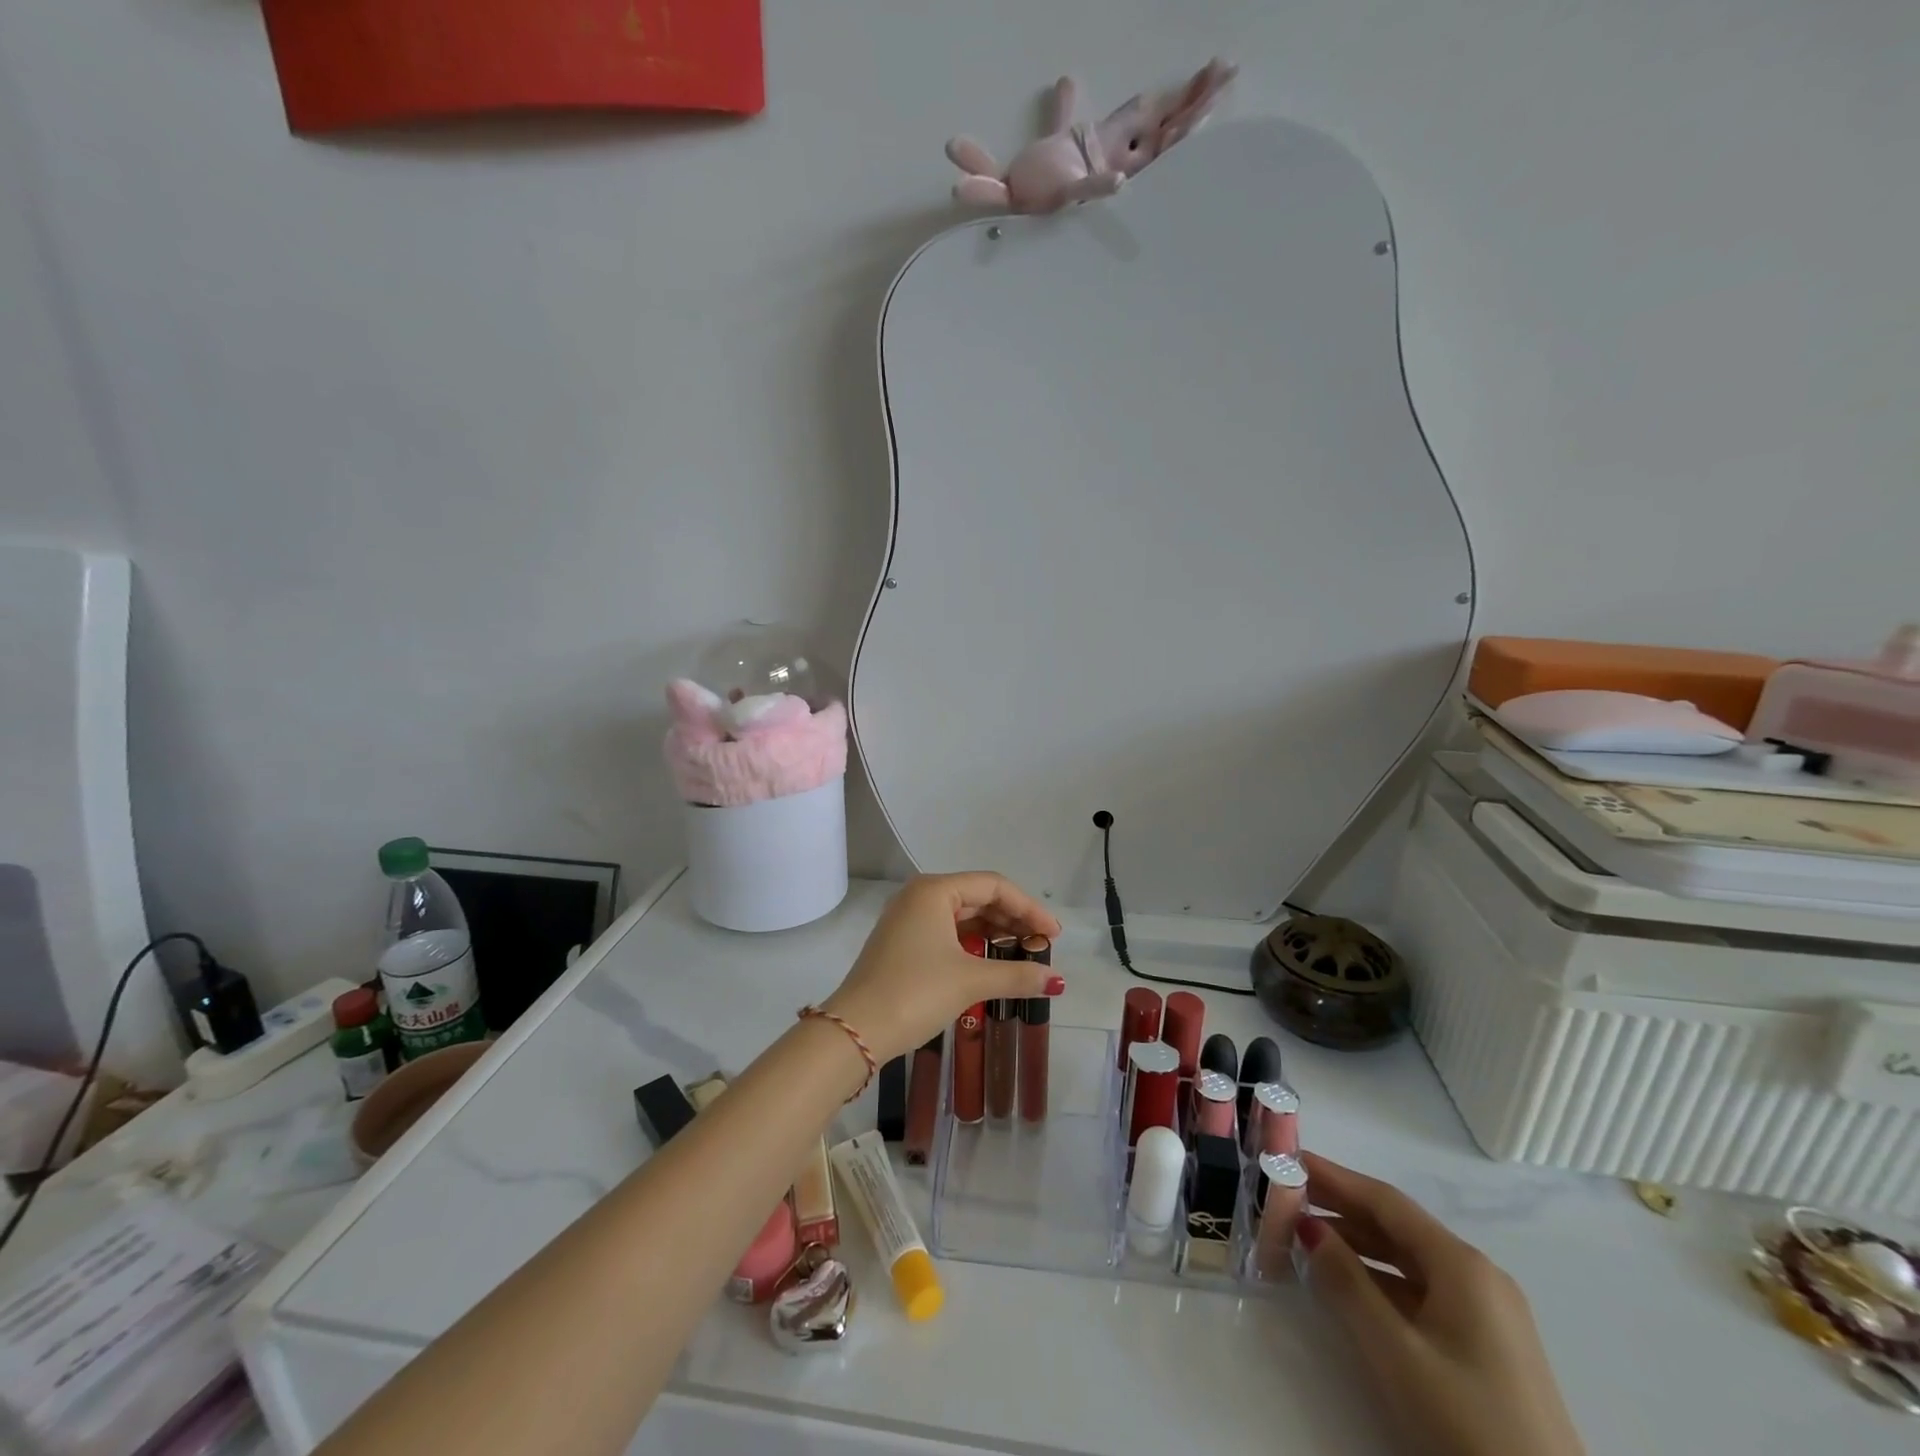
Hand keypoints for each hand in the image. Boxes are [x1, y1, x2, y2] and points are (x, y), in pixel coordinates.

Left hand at [822, 873, 1062, 1062]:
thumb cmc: (915, 992)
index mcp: (934, 890)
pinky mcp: (903, 943)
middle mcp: (920, 896)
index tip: (1054, 935)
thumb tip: (1055, 980)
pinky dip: (974, 945)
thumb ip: (1016, 975)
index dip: (1029, 908)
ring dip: (995, 934)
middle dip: (1014, 921)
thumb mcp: (970, 981)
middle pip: (979, 898)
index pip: (994, 887)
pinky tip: (993, 963)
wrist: (856, 1030)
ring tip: (1024, 956)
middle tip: (1044, 947)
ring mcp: (908, 920)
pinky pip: (948, 933)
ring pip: (963, 917)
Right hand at [1297, 1154, 1585, 1455]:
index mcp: (1462, 1265)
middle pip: (1397, 1226)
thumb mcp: (1396, 1353)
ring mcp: (1487, 1313)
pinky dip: (1380, 1280)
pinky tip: (1349, 1287)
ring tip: (1305, 1239)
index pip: (1386, 1202)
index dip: (1335, 1178)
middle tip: (1286, 1198)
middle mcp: (1478, 1276)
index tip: (1290, 1161)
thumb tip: (1309, 1227)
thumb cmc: (1469, 1425)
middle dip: (1341, 1209)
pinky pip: (1422, 1291)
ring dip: (1357, 1246)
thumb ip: (1347, 1283)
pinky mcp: (1487, 1347)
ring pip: (1408, 1260)